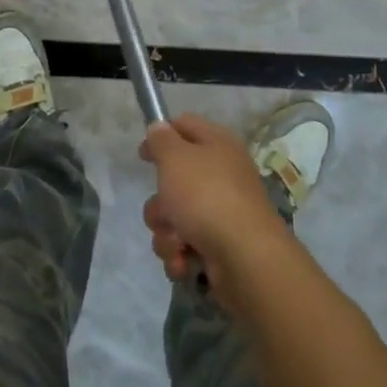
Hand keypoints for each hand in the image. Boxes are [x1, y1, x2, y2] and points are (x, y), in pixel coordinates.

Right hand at [139, 114, 291, 301]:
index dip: (161, 135)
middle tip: (166, 207)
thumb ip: (162, 139)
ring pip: (173, 217)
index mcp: (217, 145)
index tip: (142, 154)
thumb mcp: (175, 158)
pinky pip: (183, 245)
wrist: (244, 257)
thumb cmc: (206, 196)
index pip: (185, 126)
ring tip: (178, 241)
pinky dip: (180, 254)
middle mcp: (220, 175)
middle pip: (174, 180)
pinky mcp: (217, 245)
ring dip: (167, 232)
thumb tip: (159, 128)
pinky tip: (185, 260)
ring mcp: (220, 213)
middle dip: (160, 202)